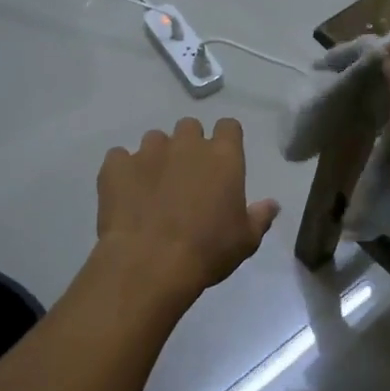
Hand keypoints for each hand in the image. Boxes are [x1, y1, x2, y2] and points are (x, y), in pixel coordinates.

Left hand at [96, 118, 279, 298]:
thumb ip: (260, 216)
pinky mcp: (116, 166)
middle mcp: (186, 145)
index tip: (222, 161)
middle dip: (189, 145)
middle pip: (189, 127)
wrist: (149, 263)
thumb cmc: (207, 251)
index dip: (226, 140)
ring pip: (154, 139)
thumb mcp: (245, 240)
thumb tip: (272, 204)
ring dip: (157, 156)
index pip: (229, 127)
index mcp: (223, 157)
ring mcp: (148, 152)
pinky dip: (123, 171)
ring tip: (153, 187)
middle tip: (187, 176)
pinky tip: (125, 194)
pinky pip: (119, 158)